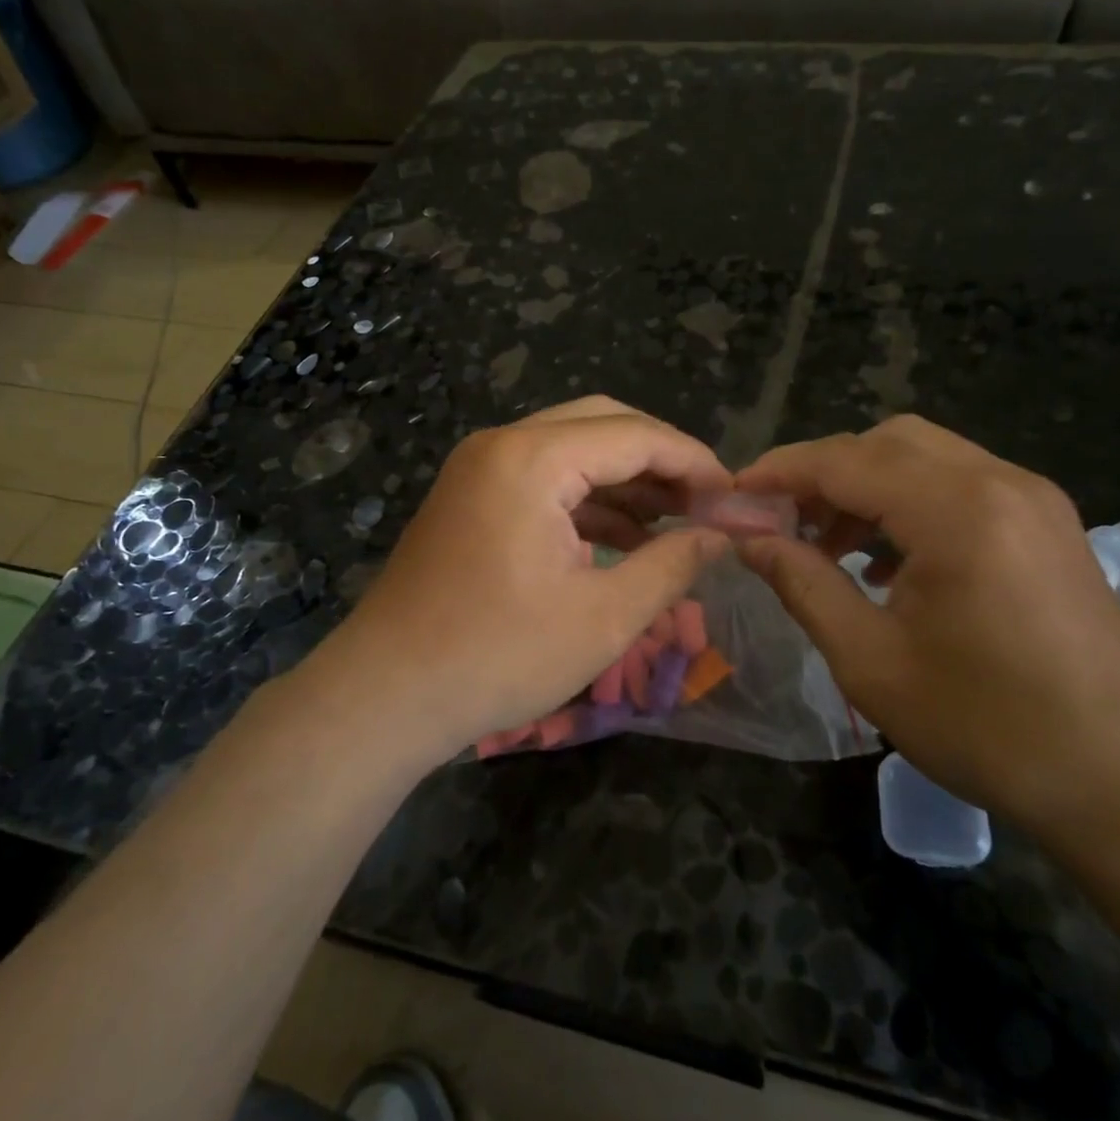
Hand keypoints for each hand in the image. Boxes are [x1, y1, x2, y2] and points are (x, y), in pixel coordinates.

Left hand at [304, 397, 731, 759]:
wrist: (385, 695)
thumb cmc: (498, 657)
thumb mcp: (604, 618)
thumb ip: (671, 565)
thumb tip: (719, 536)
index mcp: (532, 459)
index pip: (634, 435)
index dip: (693, 461)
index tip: (734, 497)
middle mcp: (502, 445)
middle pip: (602, 425)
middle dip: (660, 461)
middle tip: (706, 503)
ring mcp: (479, 469)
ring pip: (572, 450)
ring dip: (625, 481)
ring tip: (677, 523)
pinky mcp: (471, 497)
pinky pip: (543, 479)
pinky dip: (588, 501)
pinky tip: (625, 540)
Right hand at [735, 417, 1119, 837]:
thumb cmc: (988, 727)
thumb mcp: (871, 660)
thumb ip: (802, 584)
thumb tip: (749, 539)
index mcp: (956, 510)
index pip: (844, 461)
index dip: (779, 471)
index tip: (733, 494)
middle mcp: (1000, 482)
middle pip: (887, 442)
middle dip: (823, 473)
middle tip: (781, 521)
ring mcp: (1034, 500)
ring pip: (926, 458)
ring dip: (866, 487)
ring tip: (827, 546)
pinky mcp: (1050, 526)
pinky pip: (962, 486)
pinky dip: (910, 503)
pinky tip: (889, 564)